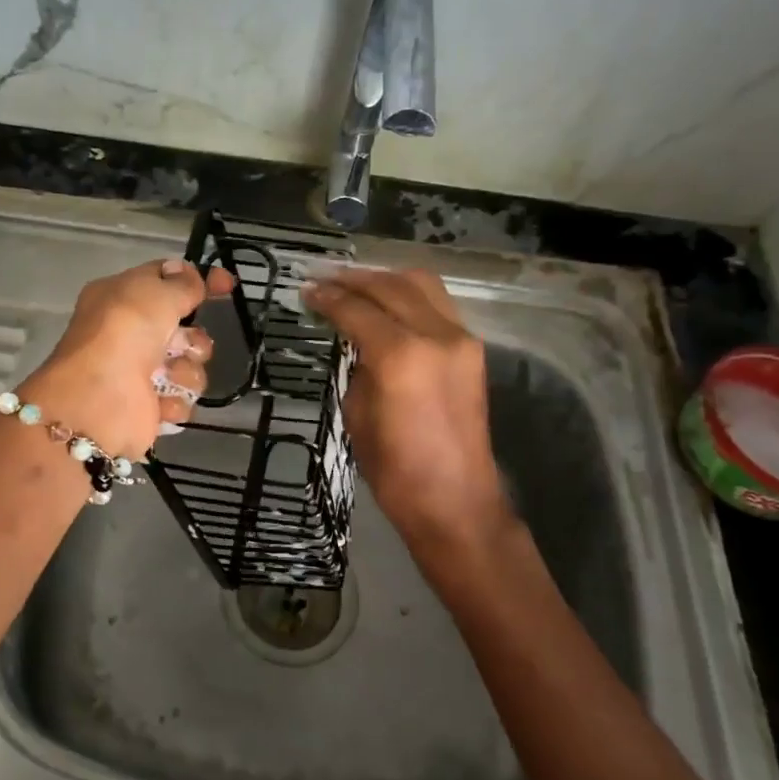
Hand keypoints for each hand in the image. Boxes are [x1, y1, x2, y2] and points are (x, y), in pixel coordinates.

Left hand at [23, 258, 235, 458]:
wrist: (99, 400)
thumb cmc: (125, 333)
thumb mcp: (156, 293)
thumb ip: (182, 284)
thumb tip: (190, 274)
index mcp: (121, 297)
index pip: (167, 280)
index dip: (198, 280)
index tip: (227, 284)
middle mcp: (129, 333)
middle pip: (185, 330)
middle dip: (194, 339)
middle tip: (184, 345)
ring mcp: (139, 372)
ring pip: (189, 366)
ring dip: (185, 371)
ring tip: (167, 377)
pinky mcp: (149, 408)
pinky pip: (182, 398)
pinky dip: (174, 400)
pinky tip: (159, 401)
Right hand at [304, 267, 508, 550]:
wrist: (455, 500)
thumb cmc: (395, 469)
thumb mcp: (357, 414)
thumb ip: (357, 366)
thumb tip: (356, 341)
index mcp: (400, 355)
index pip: (356, 309)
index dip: (327, 297)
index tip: (305, 289)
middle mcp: (435, 335)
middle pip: (390, 286)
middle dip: (354, 279)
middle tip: (324, 279)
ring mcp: (460, 339)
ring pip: (421, 284)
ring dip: (385, 280)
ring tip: (356, 284)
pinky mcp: (472, 350)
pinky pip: (437, 305)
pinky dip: (409, 296)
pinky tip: (388, 305)